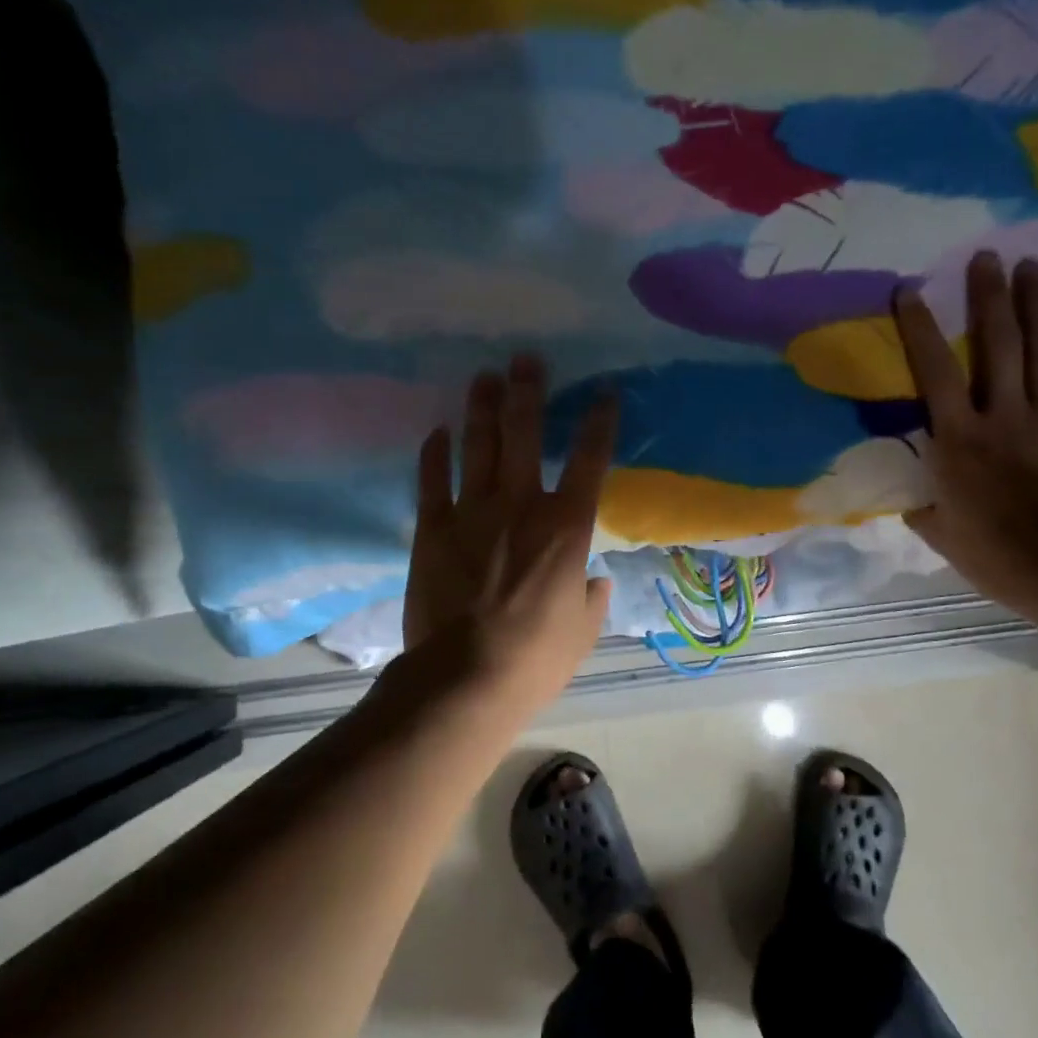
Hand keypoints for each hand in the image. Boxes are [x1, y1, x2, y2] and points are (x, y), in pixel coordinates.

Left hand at [402, 355, 615, 718]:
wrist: (466, 678)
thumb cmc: (536, 657)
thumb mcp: (582, 631)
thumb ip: (591, 599)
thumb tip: (595, 582)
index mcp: (567, 526)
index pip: (590, 460)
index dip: (600, 422)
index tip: (605, 392)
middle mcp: (521, 504)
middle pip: (525, 434)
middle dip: (528, 392)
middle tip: (526, 359)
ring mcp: (473, 512)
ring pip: (478, 446)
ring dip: (482, 407)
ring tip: (485, 376)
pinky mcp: (432, 528)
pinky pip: (432, 480)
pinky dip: (434, 453)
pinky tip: (437, 431)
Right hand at [892, 252, 1037, 611]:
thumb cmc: (990, 553)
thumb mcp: (939, 531)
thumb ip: (925, 504)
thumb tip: (917, 496)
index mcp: (959, 438)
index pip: (934, 372)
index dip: (920, 329)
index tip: (910, 290)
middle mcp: (1003, 416)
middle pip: (999, 344)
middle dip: (990, 296)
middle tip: (988, 256)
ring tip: (1034, 267)